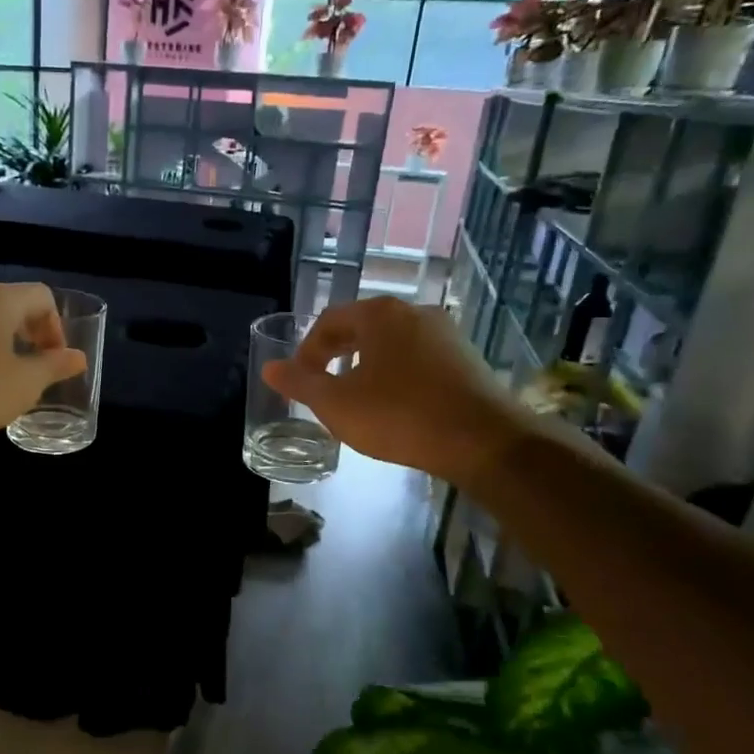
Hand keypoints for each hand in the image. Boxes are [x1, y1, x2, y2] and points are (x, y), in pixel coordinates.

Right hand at [264, 297, 530, 484]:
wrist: (483, 441)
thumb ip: (299, 384)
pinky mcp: (466, 359)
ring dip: (366, 366)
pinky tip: (395, 407)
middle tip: (322, 387)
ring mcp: (446, 334)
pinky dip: (396, 376)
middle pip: (362, 328)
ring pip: (391, 344)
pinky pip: (418, 360)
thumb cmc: (399, 415)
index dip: (306, 351)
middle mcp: (414, 312)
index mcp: (380, 314)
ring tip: (356, 399)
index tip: (299, 381)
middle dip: (336, 356)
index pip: (329, 321)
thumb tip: (269, 368)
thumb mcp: (336, 404)